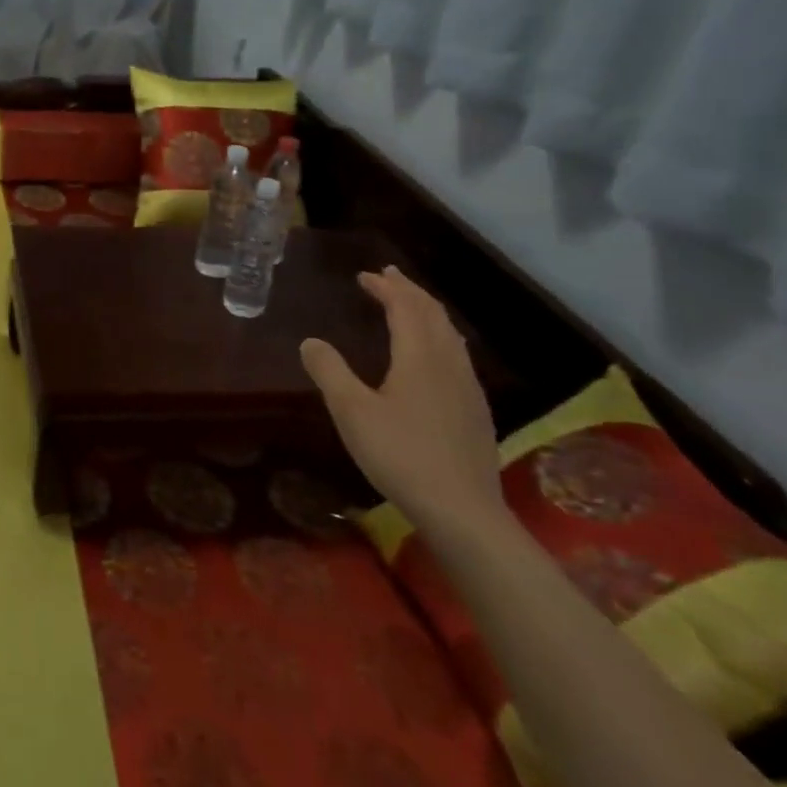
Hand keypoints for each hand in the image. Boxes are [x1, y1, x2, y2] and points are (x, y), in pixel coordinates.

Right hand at [299, 266, 503, 537]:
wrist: (462, 510)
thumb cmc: (400, 454)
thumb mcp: (351, 411)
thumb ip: (329, 371)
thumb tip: (310, 341)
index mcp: (420, 357)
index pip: (405, 308)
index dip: (386, 288)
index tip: (365, 276)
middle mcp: (449, 363)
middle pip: (433, 315)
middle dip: (409, 292)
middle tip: (388, 277)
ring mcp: (468, 388)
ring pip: (450, 335)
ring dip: (427, 313)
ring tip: (410, 306)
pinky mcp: (475, 411)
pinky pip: (457, 355)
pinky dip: (439, 337)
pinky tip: (433, 356)